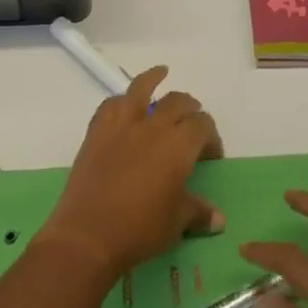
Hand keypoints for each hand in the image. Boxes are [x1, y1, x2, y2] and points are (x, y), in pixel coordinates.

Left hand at [36, 67, 223, 282]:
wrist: (88, 235)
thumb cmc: (140, 230)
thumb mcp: (176, 223)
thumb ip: (198, 212)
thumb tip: (219, 219)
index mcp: (179, 145)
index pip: (203, 125)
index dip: (211, 136)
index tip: (211, 154)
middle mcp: (154, 126)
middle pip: (178, 102)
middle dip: (190, 108)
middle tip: (192, 122)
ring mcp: (123, 124)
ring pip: (142, 88)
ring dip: (154, 78)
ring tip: (161, 72)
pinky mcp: (98, 131)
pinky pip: (111, 104)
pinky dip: (121, 101)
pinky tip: (124, 104)